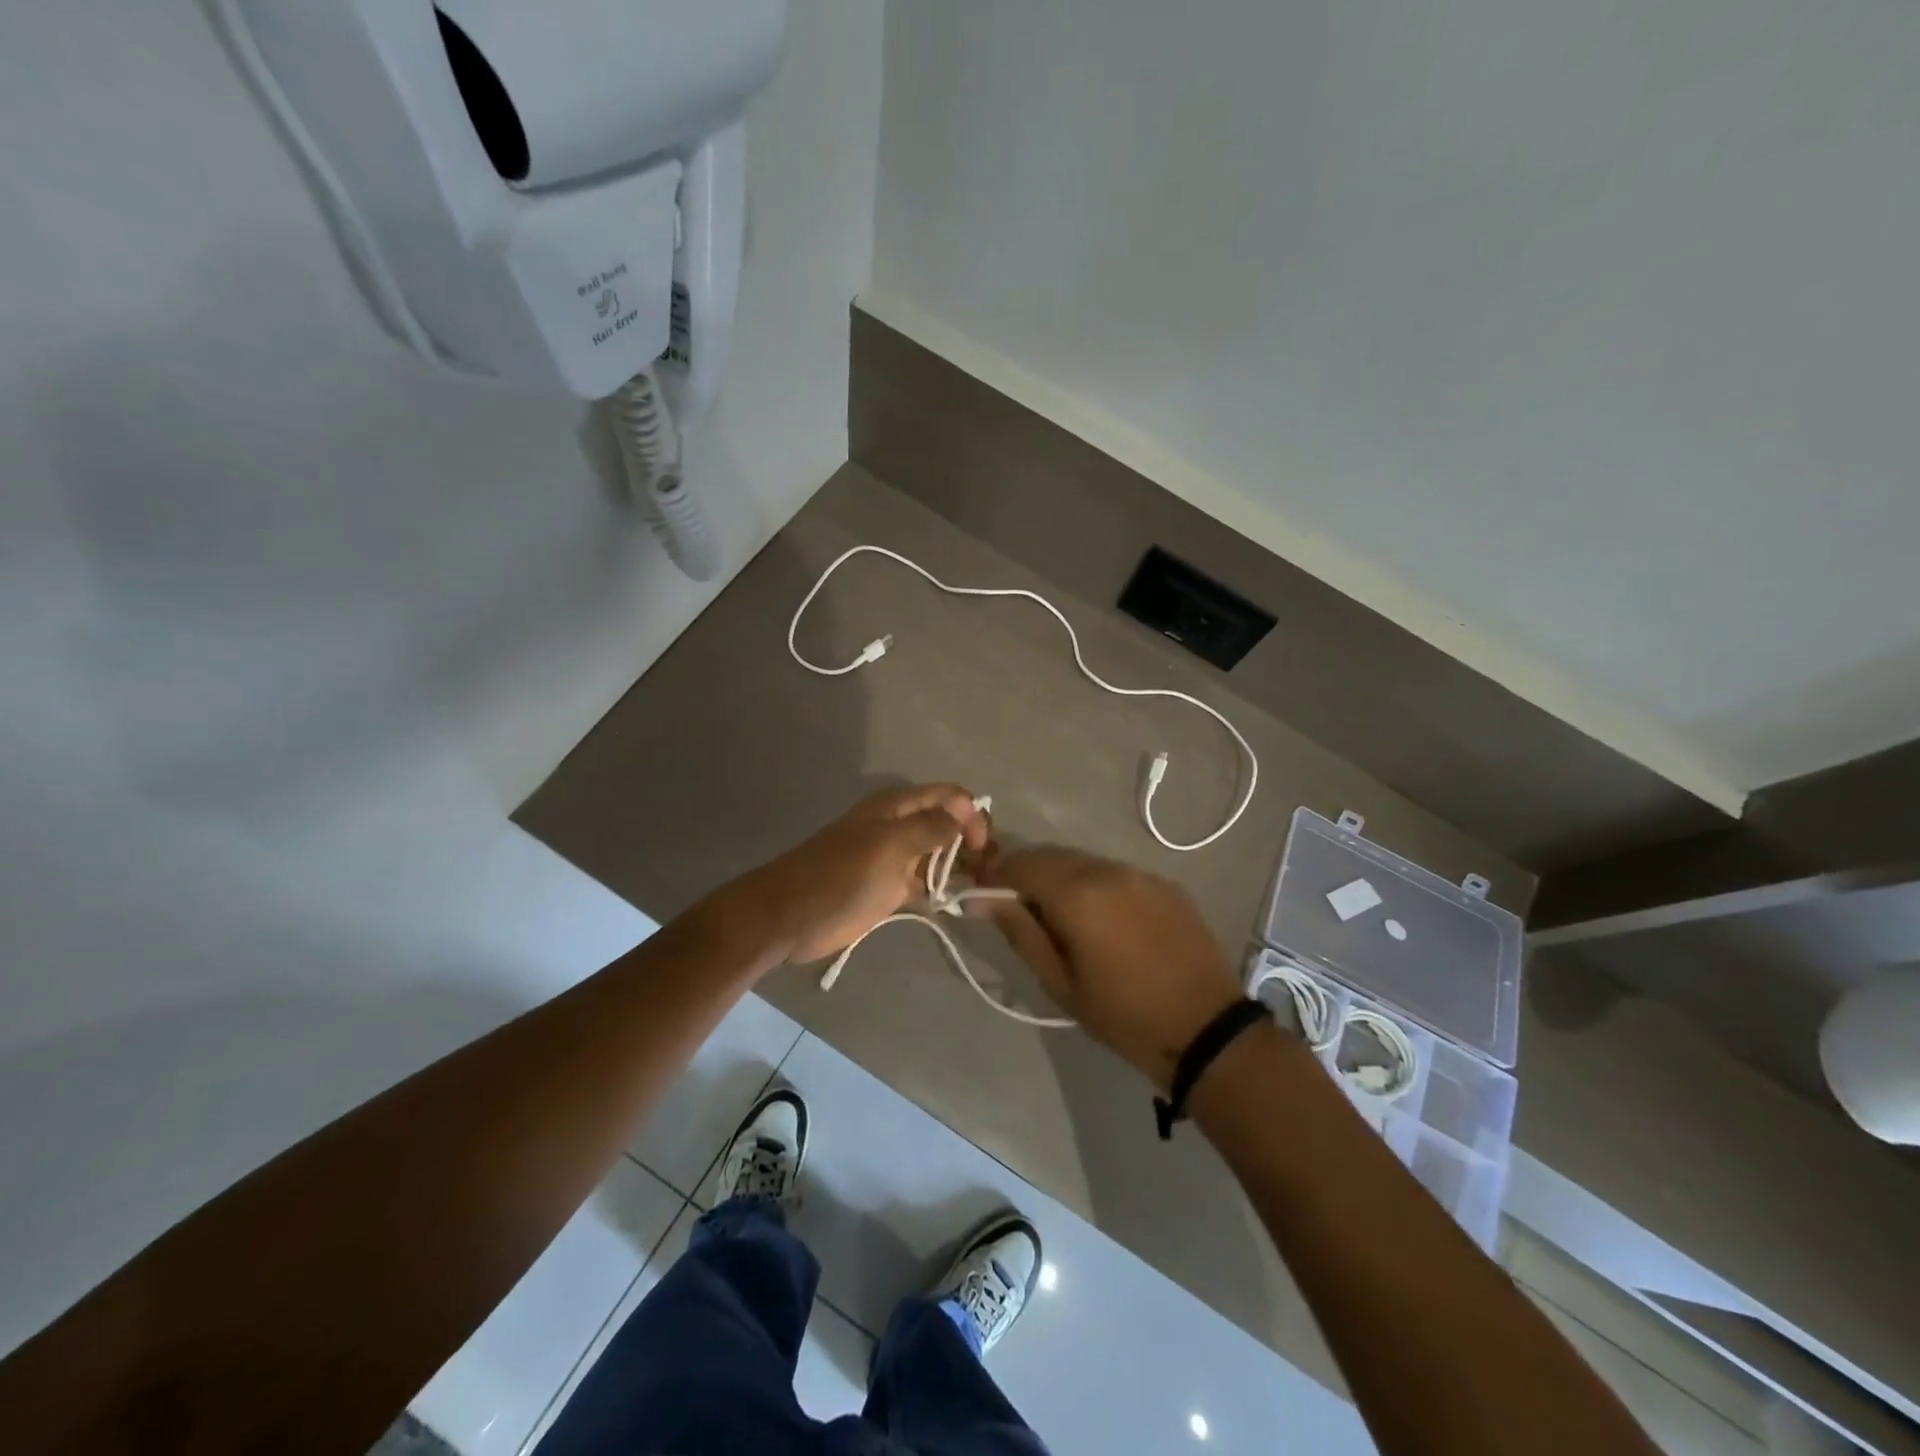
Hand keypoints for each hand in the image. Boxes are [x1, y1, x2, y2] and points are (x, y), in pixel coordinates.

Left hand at [748, 784, 988, 964]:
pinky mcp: (889, 890)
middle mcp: (900, 828)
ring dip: (962, 868)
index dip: (971, 814)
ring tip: (983, 890)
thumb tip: (966, 811)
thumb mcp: (889, 846)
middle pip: (948, 825)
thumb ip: (930, 828)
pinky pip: (925, 885)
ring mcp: (895, 860)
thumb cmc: (840, 875)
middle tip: (992, 873)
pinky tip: (957, 905)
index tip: (983, 847)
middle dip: (973, 842)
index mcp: (897, 807)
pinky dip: (942, 892)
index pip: (948, 796)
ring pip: (939, 856)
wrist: (789, 916)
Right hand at [975, 846, 1242, 1089]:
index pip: (1021, 864)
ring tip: (1058, 915)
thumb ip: (1020, 931)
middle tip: (1015, 906)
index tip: (982, 893)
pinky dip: (1095, 885)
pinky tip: (1101, 918)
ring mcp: (1140, 873)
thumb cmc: (1122, 1014)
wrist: (1206, 1029)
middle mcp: (1107, 870)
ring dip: (1061, 878)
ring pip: (1084, 862)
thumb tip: (979, 899)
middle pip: (1052, 856)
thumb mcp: (1060, 982)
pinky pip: (1116, 873)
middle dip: (1026, 873)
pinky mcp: (1165, 884)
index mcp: (1077, 893)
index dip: (996, 875)